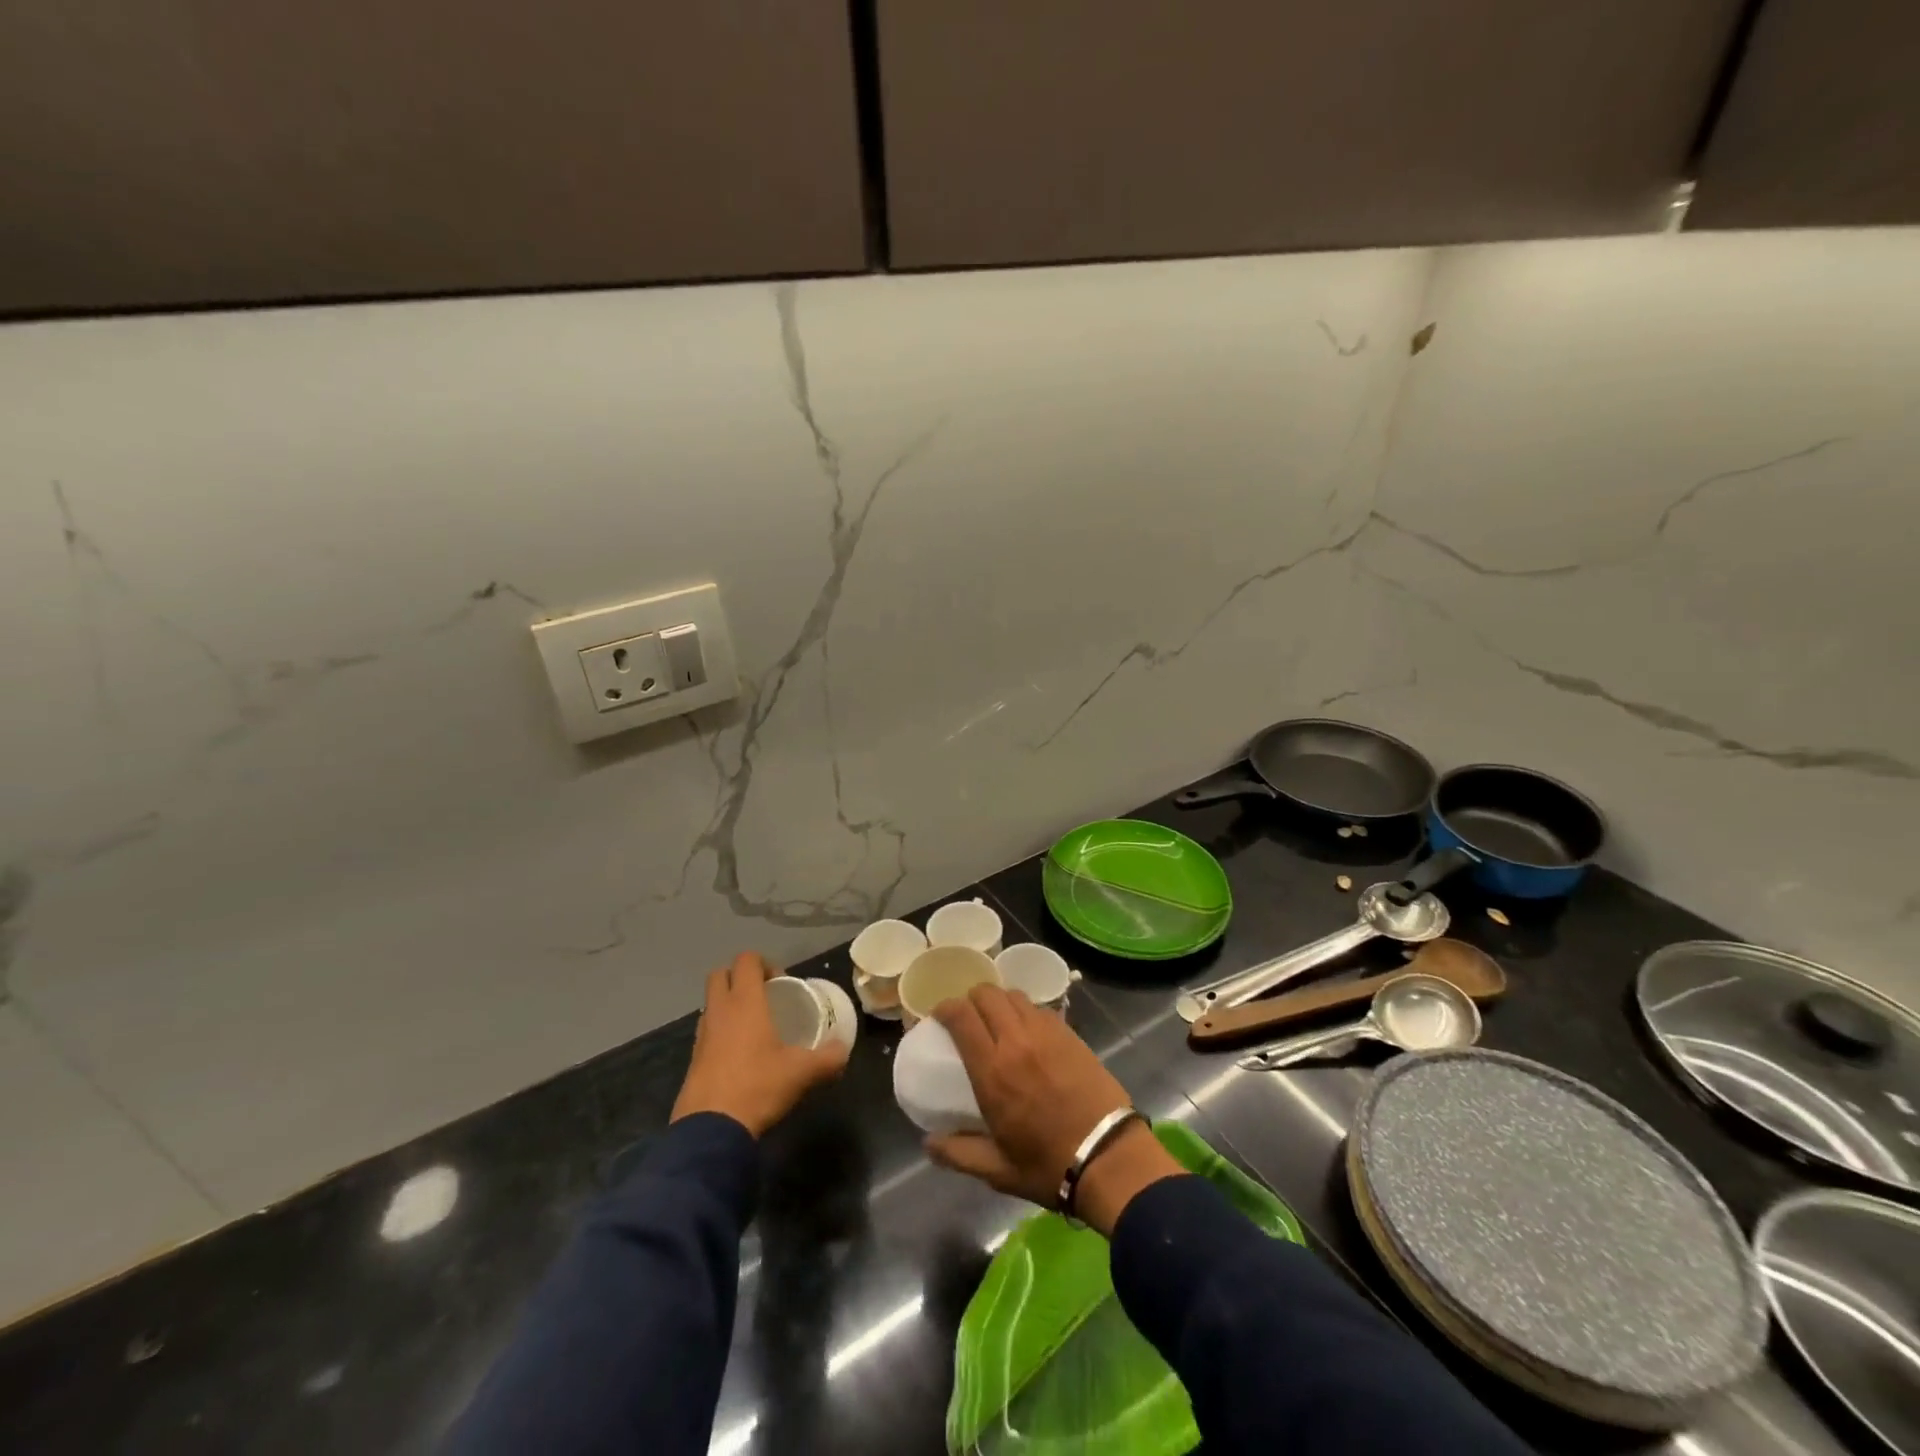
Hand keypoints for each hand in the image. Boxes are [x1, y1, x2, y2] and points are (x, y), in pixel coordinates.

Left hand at [670, 953, 849, 1136]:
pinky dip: (721, 1031)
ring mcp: (701, 1035)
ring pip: (711, 1003)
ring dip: (729, 1004)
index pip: (746, 960)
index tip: (782, 983)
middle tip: (764, 996)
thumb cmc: (758, 1087)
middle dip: (740, 977)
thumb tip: (843, 1049)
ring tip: (754, 1025)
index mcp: (745, 1002)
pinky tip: (740, 1054)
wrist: (711, 1130)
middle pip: (720, 974)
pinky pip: (707, 1030)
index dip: (764, 963)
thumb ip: (828, 1058)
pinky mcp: (693, 1059)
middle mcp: (719, 1011)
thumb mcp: (802, 1072)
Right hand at [926, 984, 1181, 1234]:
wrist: (1108, 1156)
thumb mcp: (998, 1170)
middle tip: (968, 1016)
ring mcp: (1046, 1033)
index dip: (945, 1007)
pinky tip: (1028, 1030)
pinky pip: (1040, 1008)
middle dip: (971, 998)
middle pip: (987, 994)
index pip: (961, 1016)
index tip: (940, 1016)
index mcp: (992, 1070)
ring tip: (998, 1019)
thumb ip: (959, 1153)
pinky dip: (1026, 1011)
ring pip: (1014, 995)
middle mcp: (1016, 1041)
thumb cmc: (1048, 1165)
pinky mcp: (1070, 1033)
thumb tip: (928, 1144)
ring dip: (1000, 1001)